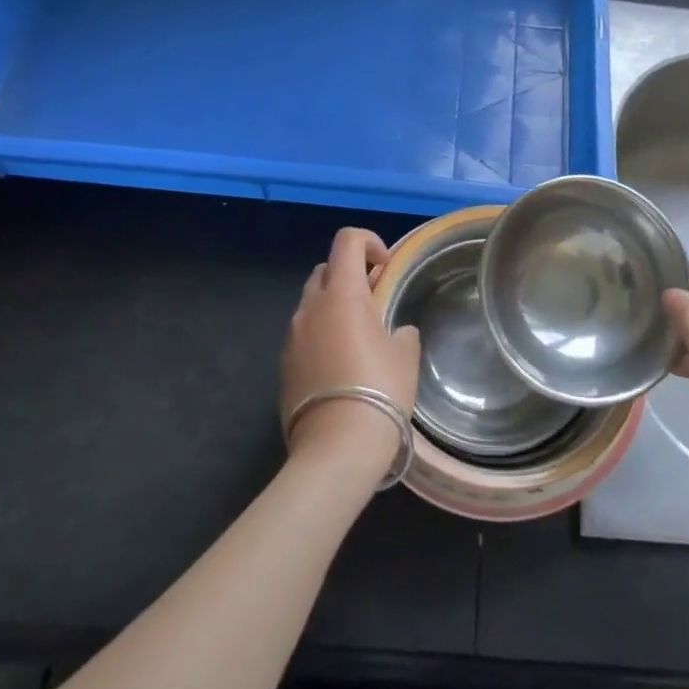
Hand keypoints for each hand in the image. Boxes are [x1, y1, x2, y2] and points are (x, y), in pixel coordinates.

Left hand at [281, 228, 420, 479]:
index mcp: (342, 294)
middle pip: (325, 269)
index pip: (347, 240)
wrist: (336, 448)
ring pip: (311, 303)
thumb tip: (395, 332)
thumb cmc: (380, 390)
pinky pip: (304, 335)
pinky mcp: (283, 365)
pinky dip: (321, 336)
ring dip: (333, 307)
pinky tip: (340, 367)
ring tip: (358, 338)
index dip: (369, 242)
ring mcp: (292, 337)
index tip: (386, 267)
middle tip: (374, 301)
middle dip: (349, 275)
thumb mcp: (405, 355)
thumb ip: (401, 332)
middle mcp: (310, 307)